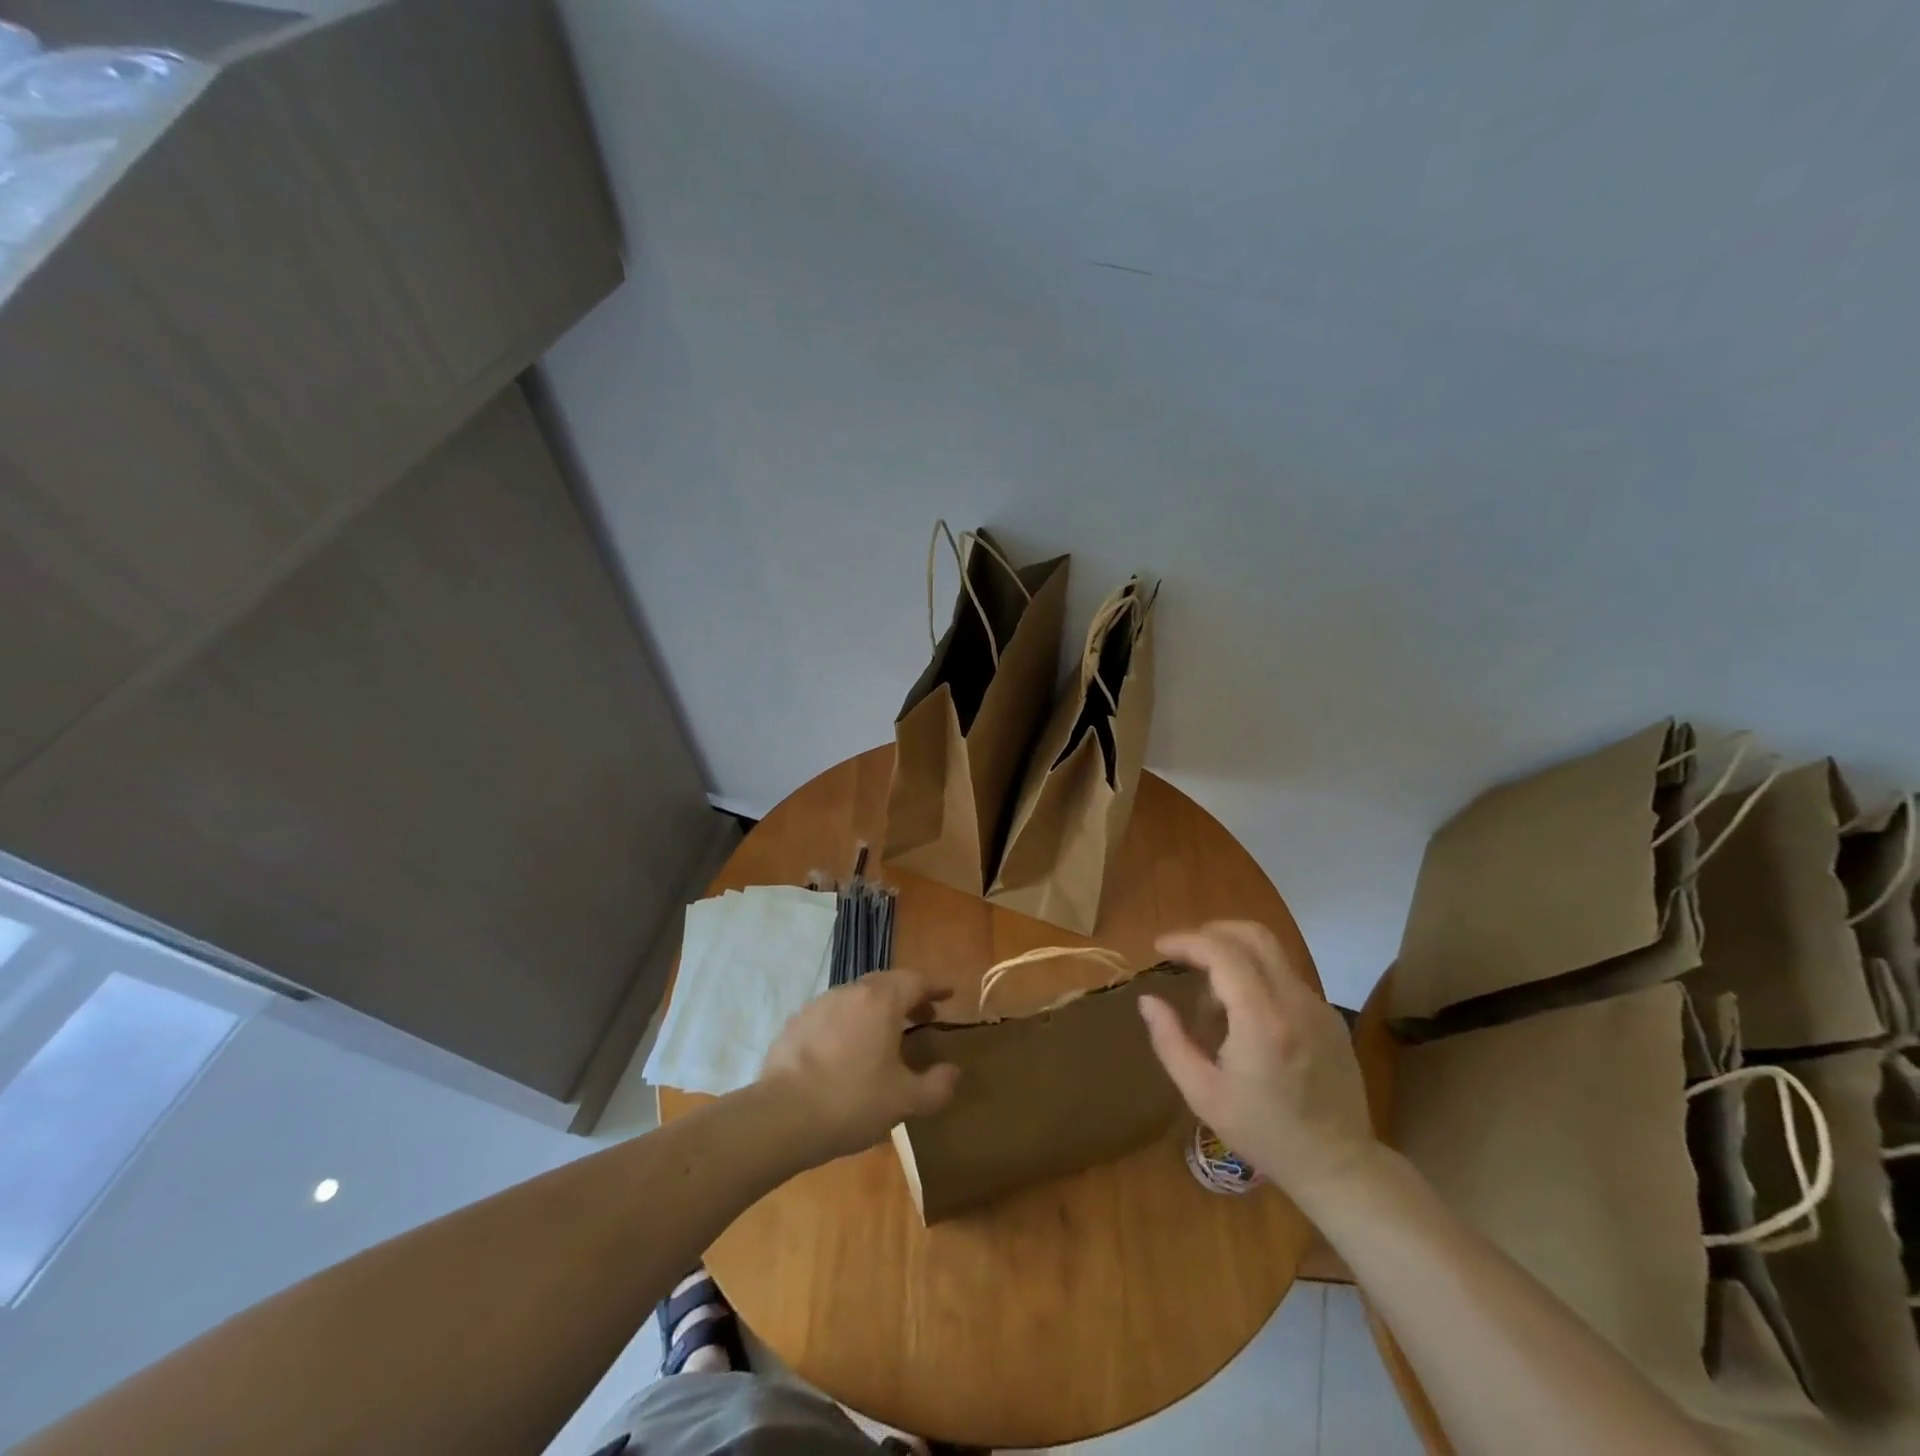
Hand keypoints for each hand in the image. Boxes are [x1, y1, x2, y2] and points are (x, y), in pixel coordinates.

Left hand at [759, 969, 960, 1162]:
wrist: (781, 1117)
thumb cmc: (852, 1101)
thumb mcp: (904, 1101)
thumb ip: (936, 1086)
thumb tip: (953, 1072)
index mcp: (881, 1001)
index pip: (915, 980)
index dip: (935, 987)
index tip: (948, 994)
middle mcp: (850, 992)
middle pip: (886, 983)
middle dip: (907, 996)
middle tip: (922, 1016)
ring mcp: (818, 1005)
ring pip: (856, 997)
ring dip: (875, 1009)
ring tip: (885, 1036)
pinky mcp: (795, 1024)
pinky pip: (831, 1015)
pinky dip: (848, 1024)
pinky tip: (846, 1051)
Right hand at [1139, 921, 1377, 1203]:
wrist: (1338, 1165)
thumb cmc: (1264, 1134)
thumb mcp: (1203, 1094)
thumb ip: (1170, 1041)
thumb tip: (1148, 1000)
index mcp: (1261, 1020)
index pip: (1222, 952)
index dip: (1187, 942)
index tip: (1160, 949)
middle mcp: (1294, 1001)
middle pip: (1253, 935)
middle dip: (1212, 932)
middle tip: (1184, 953)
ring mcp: (1318, 1006)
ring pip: (1271, 953)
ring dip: (1234, 955)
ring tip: (1211, 993)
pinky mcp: (1330, 1017)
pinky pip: (1286, 977)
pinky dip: (1256, 976)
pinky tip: (1243, 1014)